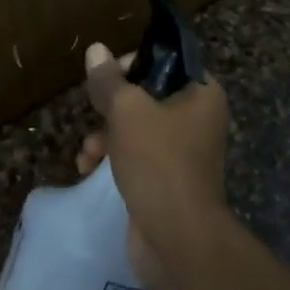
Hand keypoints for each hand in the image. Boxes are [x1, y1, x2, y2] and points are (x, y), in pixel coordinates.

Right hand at [75, 42, 229, 289]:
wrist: (178, 240)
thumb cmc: (158, 162)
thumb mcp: (127, 111)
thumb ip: (109, 80)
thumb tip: (96, 50)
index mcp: (202, 93)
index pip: (166, 61)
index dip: (133, 63)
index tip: (107, 76)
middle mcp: (198, 118)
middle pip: (148, 95)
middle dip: (113, 106)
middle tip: (93, 112)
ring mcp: (184, 152)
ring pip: (137, 128)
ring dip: (106, 135)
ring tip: (87, 151)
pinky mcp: (168, 180)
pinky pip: (137, 157)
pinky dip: (113, 158)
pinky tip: (88, 169)